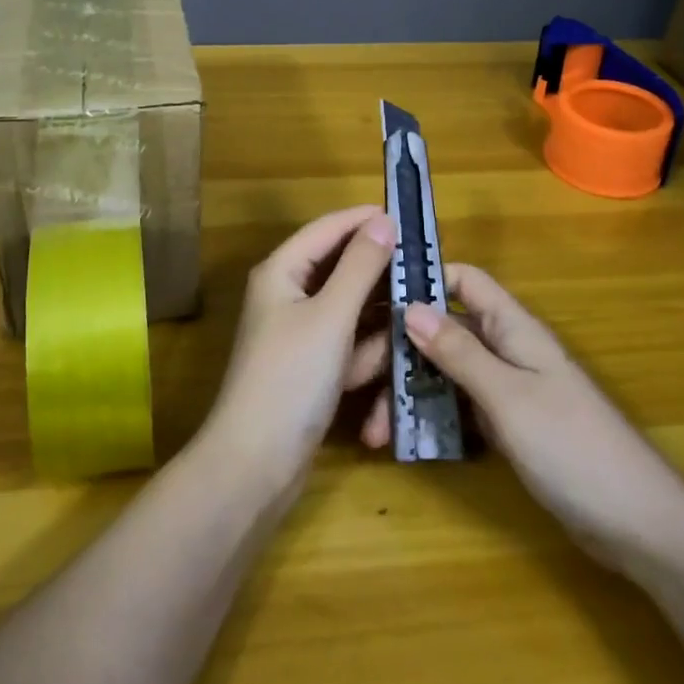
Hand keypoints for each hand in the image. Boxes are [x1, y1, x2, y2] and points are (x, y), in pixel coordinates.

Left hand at [200, 207, 395, 496]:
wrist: (255, 464)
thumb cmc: (291, 379)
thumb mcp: (331, 316)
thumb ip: (360, 266)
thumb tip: (383, 220)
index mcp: (282, 272)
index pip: (329, 229)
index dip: (367, 220)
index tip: (412, 218)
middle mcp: (289, 295)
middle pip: (343, 270)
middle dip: (381, 275)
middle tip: (428, 271)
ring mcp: (301, 334)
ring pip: (351, 310)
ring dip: (377, 320)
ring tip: (414, 321)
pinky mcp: (312, 368)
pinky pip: (349, 344)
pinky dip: (366, 354)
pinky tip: (386, 365)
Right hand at [402, 265, 683, 574]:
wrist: (639, 525)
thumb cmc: (574, 447)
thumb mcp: (509, 397)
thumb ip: (460, 352)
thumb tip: (410, 308)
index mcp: (514, 329)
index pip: (464, 282)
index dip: (424, 280)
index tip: (376, 298)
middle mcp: (508, 351)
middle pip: (446, 332)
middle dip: (404, 351)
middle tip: (360, 381)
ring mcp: (509, 391)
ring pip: (448, 374)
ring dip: (412, 392)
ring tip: (376, 429)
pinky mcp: (509, 428)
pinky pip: (461, 409)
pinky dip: (433, 418)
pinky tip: (405, 440)